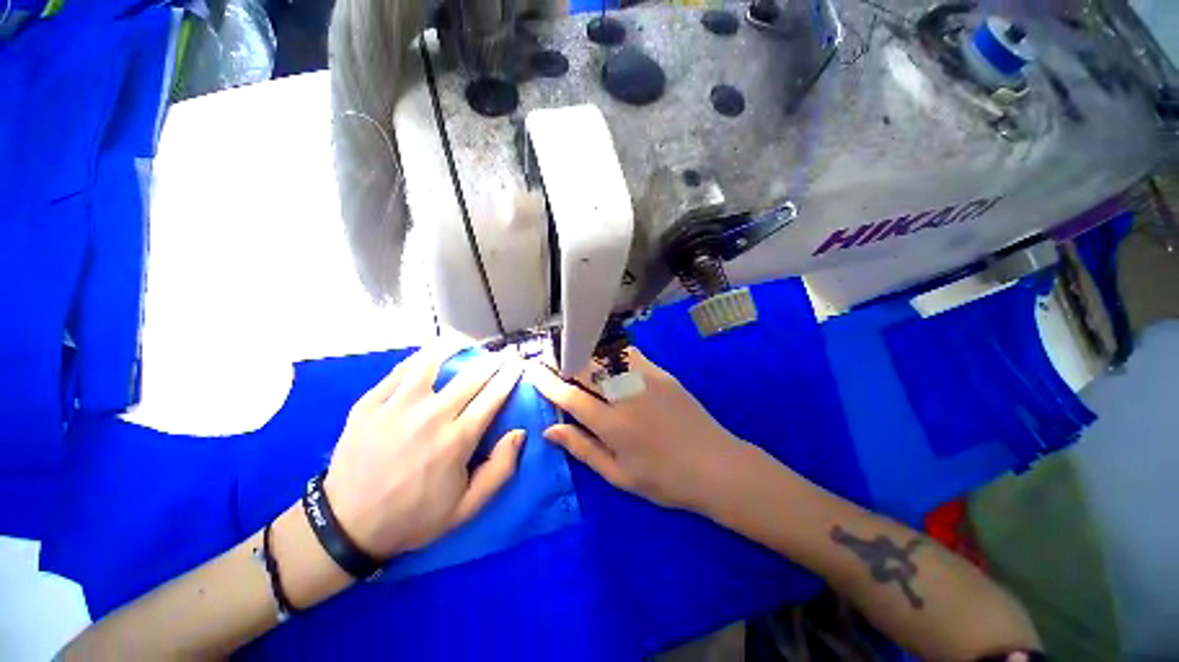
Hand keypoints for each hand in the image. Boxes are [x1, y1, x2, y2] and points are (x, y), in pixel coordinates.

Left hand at [324, 342, 525, 558]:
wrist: (347, 526)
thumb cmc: (414, 516)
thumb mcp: (466, 507)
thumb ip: (500, 470)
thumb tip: (519, 433)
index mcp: (457, 440)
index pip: (494, 396)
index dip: (510, 376)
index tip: (519, 364)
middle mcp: (431, 416)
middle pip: (472, 375)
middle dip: (494, 360)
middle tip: (502, 354)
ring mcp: (397, 406)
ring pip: (432, 361)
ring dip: (455, 347)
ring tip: (466, 343)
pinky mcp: (370, 403)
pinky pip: (400, 370)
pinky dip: (421, 358)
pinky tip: (431, 355)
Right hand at [528, 347, 746, 511]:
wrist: (715, 465)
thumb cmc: (664, 479)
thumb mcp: (618, 475)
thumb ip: (582, 449)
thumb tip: (550, 431)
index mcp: (613, 425)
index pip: (570, 397)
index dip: (548, 383)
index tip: (533, 371)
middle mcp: (626, 396)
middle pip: (586, 368)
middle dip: (563, 359)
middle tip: (549, 356)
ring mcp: (646, 379)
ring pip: (606, 355)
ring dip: (585, 351)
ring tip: (572, 352)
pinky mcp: (662, 373)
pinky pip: (630, 354)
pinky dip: (611, 351)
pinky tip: (604, 353)